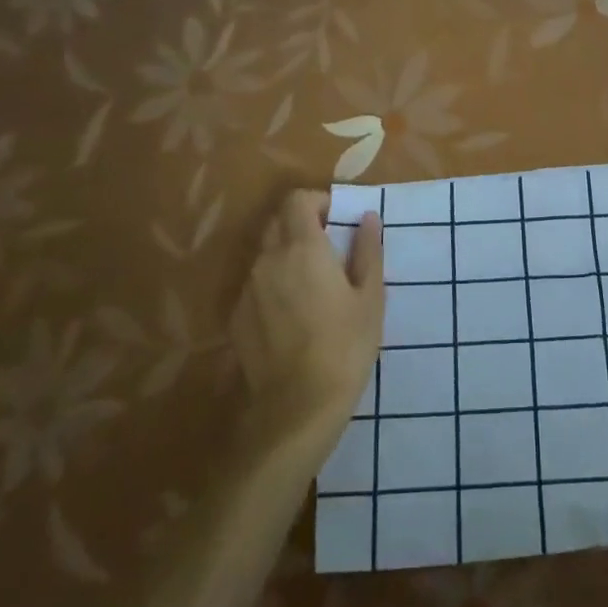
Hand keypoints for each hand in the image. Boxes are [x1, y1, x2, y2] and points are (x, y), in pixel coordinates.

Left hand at [229, 190, 383, 437]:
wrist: (297, 407)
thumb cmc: (345, 346)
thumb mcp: (370, 297)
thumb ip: (368, 251)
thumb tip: (368, 218)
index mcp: (303, 247)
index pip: (297, 200)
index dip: (318, 201)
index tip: (338, 219)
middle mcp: (268, 260)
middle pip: (278, 223)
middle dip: (302, 225)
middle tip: (330, 250)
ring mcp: (248, 289)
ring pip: (265, 254)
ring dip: (287, 255)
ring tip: (312, 285)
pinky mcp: (237, 317)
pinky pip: (256, 285)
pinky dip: (273, 285)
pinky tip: (293, 315)